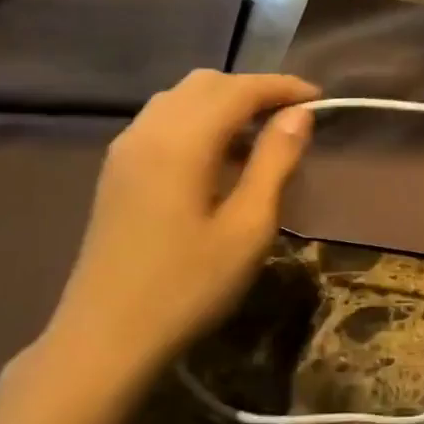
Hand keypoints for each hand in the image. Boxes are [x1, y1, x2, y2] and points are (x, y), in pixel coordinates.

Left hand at [35, 70, 318, 401]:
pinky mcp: (117, 170)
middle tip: (292, 118)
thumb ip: (275, 162)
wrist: (104, 340)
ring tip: (260, 137)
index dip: (282, 87)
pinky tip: (219, 158)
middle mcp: (148, 130)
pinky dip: (198, 120)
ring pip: (181, 98)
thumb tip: (299, 114)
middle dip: (253, 90)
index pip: (239, 89)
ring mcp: (125, 149)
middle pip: (207, 83)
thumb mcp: (248, 227)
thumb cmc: (187, 287)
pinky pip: (163, 121)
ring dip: (224, 103)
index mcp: (181, 141)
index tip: (319, 98)